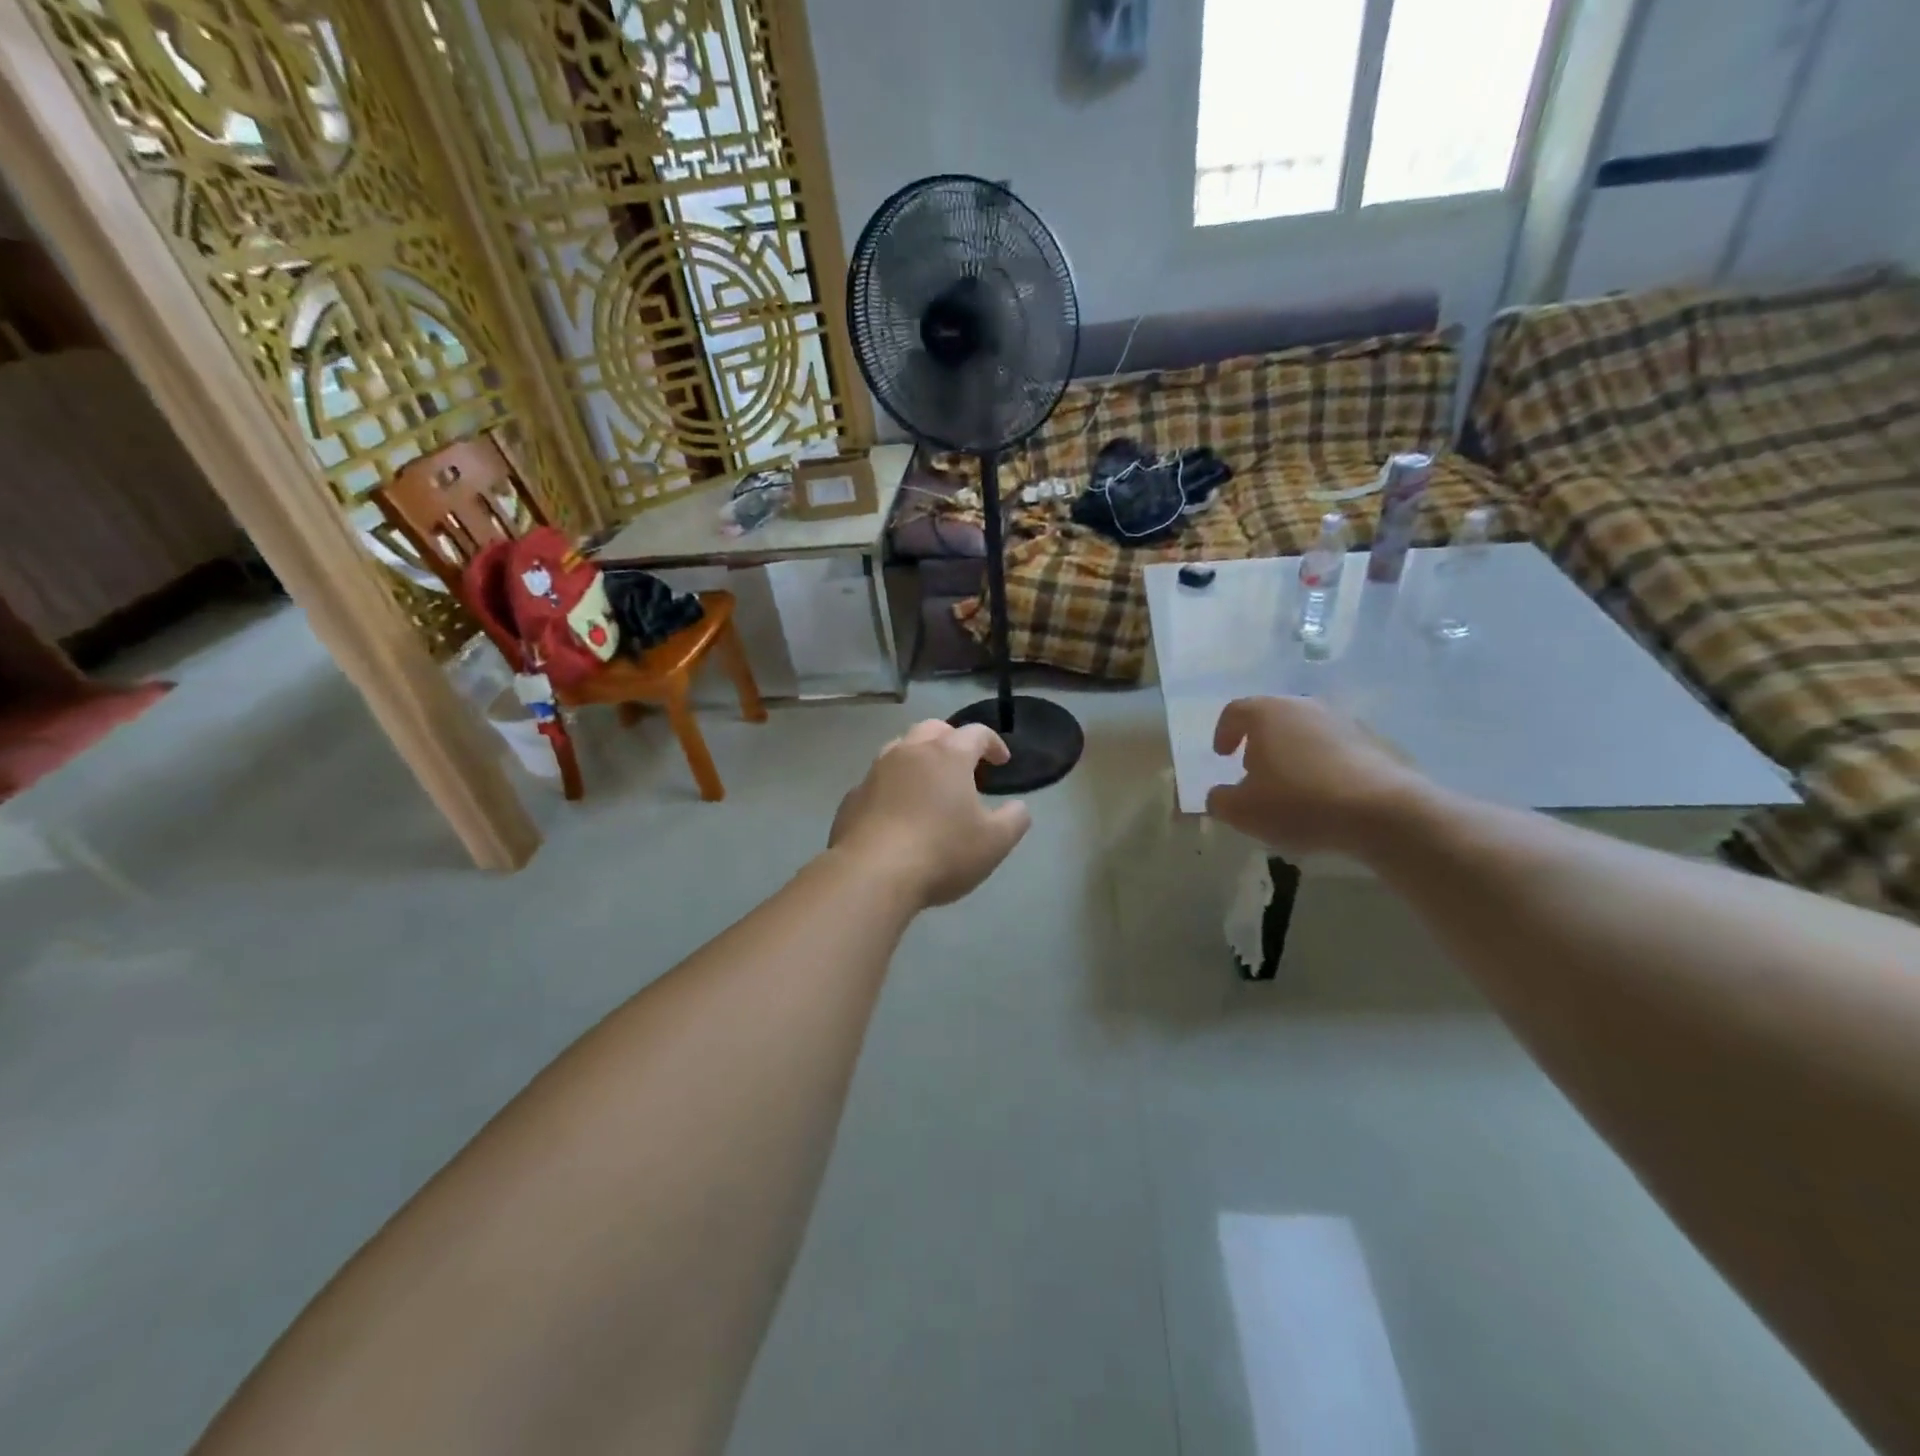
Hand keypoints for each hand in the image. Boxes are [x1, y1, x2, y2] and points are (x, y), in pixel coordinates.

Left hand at [830, 721, 1032, 906]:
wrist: (871, 874)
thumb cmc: (942, 852)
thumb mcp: (994, 842)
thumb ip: (1014, 819)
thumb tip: (1018, 807)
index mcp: (947, 755)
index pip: (976, 733)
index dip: (993, 744)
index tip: (1002, 762)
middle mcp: (909, 752)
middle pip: (934, 729)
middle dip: (953, 740)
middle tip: (964, 765)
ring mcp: (875, 772)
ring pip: (900, 749)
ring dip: (919, 758)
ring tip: (930, 784)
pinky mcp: (852, 797)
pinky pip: (878, 781)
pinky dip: (893, 786)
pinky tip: (898, 813)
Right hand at [1205, 696, 1423, 857]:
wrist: (1384, 812)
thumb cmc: (1299, 802)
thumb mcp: (1243, 811)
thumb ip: (1220, 800)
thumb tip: (1219, 795)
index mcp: (1268, 713)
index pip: (1236, 711)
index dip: (1224, 732)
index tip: (1222, 755)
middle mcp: (1306, 706)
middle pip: (1274, 718)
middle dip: (1260, 743)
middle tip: (1255, 772)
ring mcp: (1345, 721)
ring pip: (1307, 732)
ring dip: (1294, 754)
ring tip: (1292, 788)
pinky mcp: (1376, 743)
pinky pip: (1337, 750)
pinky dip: (1324, 766)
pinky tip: (1326, 796)